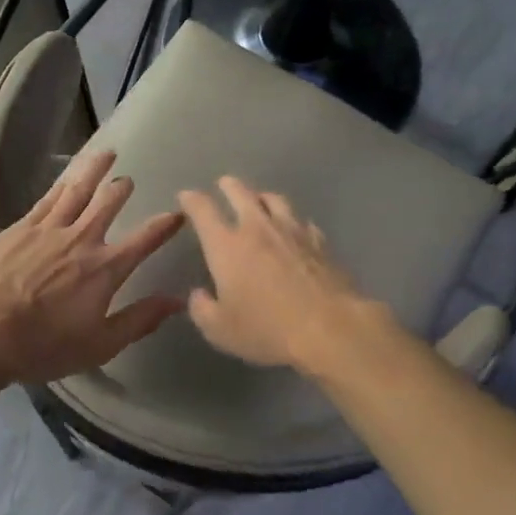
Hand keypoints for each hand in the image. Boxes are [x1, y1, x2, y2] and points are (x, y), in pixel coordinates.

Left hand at [0, 151, 185, 383]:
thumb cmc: (44, 345)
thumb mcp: (101, 344)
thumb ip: (140, 319)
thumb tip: (177, 300)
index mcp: (106, 268)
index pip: (145, 239)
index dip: (165, 225)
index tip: (178, 214)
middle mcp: (82, 239)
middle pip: (109, 203)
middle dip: (122, 189)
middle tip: (128, 180)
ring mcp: (49, 229)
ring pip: (78, 189)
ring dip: (95, 170)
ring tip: (106, 154)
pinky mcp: (20, 228)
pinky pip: (47, 198)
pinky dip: (62, 184)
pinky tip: (67, 178)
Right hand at [176, 177, 383, 373]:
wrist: (329, 328)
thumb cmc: (267, 329)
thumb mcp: (220, 330)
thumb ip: (202, 309)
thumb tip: (199, 295)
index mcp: (227, 246)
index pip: (203, 210)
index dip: (192, 200)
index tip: (186, 196)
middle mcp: (258, 229)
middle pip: (241, 193)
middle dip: (228, 186)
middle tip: (224, 184)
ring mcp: (293, 231)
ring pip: (275, 199)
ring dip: (262, 196)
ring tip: (259, 198)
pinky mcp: (320, 242)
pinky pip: (302, 221)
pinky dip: (293, 220)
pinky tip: (295, 227)